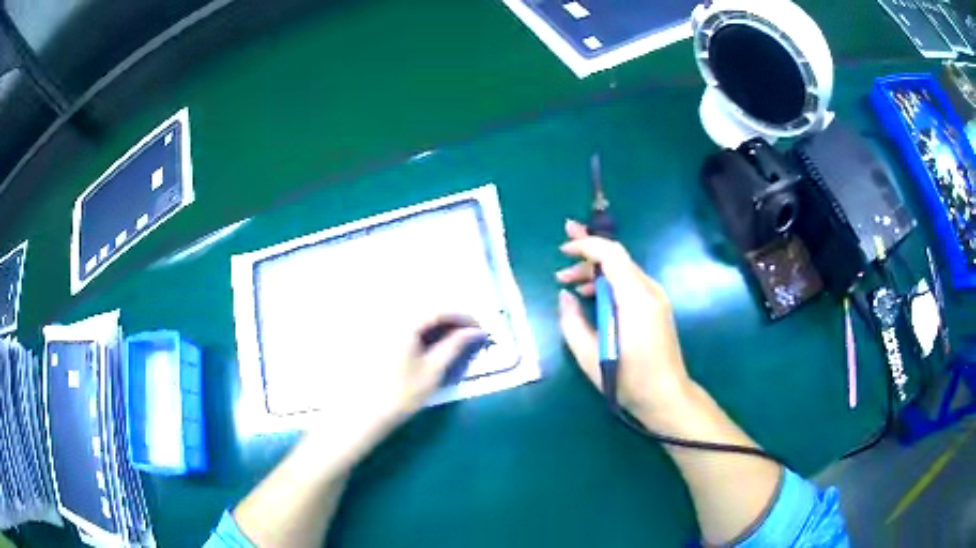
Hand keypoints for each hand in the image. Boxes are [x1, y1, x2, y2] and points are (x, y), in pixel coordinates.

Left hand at [304, 316, 484, 469]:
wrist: (360, 416)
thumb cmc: (399, 395)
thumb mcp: (432, 371)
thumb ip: (455, 346)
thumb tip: (476, 332)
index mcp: (404, 321)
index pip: (440, 309)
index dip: (464, 317)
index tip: (481, 330)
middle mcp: (389, 315)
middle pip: (426, 308)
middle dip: (450, 318)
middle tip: (468, 336)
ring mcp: (378, 324)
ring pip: (414, 315)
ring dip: (435, 323)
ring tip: (451, 341)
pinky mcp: (372, 335)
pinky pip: (401, 323)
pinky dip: (419, 329)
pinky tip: (426, 344)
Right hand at [555, 219, 692, 422]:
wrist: (666, 396)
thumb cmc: (628, 379)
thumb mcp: (589, 355)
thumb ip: (572, 321)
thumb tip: (564, 295)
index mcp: (635, 299)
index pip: (611, 254)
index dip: (586, 244)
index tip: (563, 249)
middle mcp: (649, 291)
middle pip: (617, 258)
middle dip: (587, 252)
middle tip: (561, 250)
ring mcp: (656, 298)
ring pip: (623, 270)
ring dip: (595, 271)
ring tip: (567, 282)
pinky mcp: (657, 308)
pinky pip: (630, 284)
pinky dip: (608, 283)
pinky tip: (589, 296)